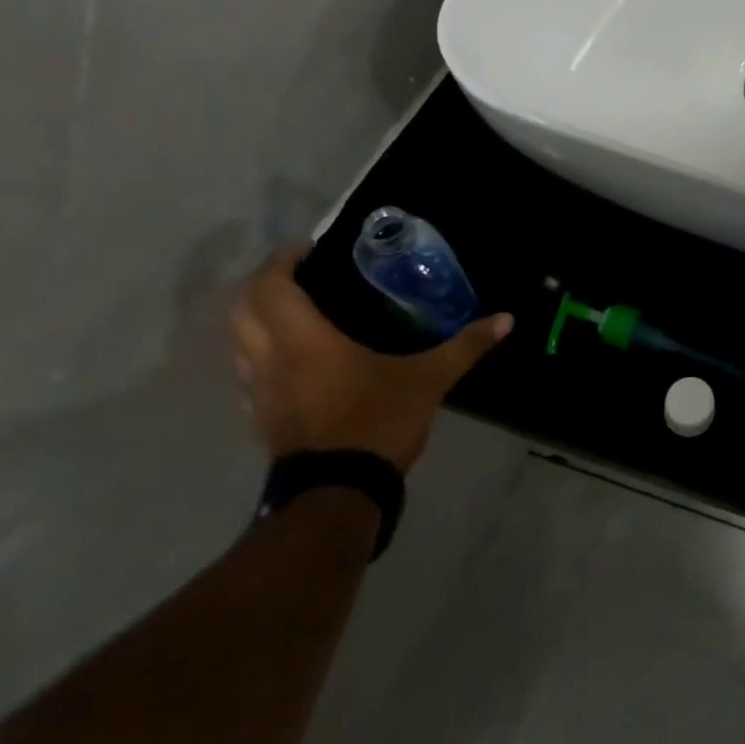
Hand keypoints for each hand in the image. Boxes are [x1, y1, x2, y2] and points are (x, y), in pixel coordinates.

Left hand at [231, 244, 511, 471]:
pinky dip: (260, 353)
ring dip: (257, 318)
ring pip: (238, 342)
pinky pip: (248, 372)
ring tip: (295, 310)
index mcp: (304, 342)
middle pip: (242, 309)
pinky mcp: (261, 419)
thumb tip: (506, 319)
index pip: (272, 287)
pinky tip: (292, 360)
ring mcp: (259, 393)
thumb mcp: (429, 380)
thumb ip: (465, 346)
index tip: (309, 247)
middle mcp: (270, 361)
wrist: (337, 495)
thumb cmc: (377, 423)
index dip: (283, 260)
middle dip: (263, 283)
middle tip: (300, 273)